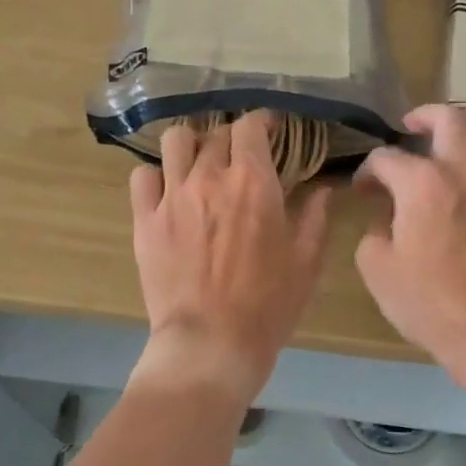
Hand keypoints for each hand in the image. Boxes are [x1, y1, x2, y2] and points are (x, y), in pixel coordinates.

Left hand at [128, 112, 332, 407]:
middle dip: (231, 138)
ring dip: (191, 145)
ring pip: (175, 141)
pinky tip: (168, 189)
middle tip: (239, 157)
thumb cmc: (267, 305)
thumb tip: (324, 188)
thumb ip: (316, 217)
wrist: (210, 344)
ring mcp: (172, 196)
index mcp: (253, 182)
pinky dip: (156, 175)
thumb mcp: (306, 263)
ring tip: (199, 163)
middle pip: (215, 133)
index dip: (261, 121)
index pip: (251, 126)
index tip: (269, 130)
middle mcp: (209, 177)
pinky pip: (142, 176)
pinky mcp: (145, 219)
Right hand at [355, 105, 465, 389]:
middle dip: (425, 116)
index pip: (386, 157)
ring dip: (457, 138)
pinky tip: (461, 188)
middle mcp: (463, 170)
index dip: (367, 170)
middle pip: (450, 118)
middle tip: (408, 128)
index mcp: (422, 182)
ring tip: (437, 156)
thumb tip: (386, 220)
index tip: (361, 190)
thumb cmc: (429, 301)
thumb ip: (374, 232)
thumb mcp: (378, 269)